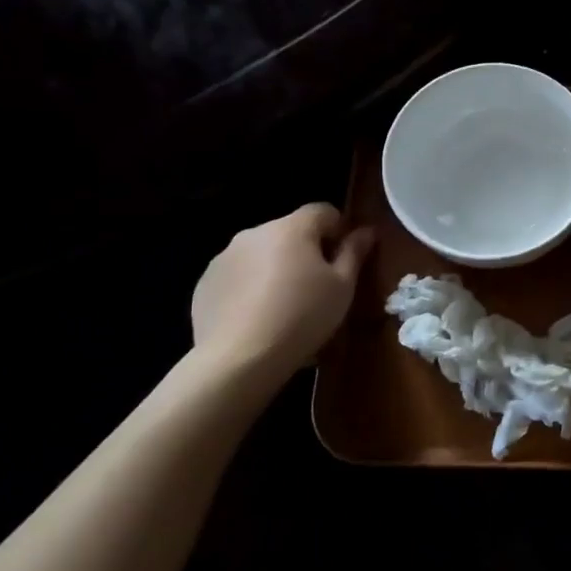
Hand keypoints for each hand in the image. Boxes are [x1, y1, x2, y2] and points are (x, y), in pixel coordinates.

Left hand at [190, 204, 374, 376]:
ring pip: (262, 253)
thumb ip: (354, 253)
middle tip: (318, 286)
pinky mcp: (205, 284)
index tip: (344, 259)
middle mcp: (255, 233)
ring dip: (276, 268)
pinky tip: (258, 318)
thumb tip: (366, 231)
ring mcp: (224, 257)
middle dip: (306, 250)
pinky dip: (250, 287)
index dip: (339, 230)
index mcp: (291, 228)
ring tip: (284, 306)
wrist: (238, 359)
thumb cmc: (302, 317)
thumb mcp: (342, 287)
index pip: (323, 211)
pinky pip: (238, 275)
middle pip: (290, 231)